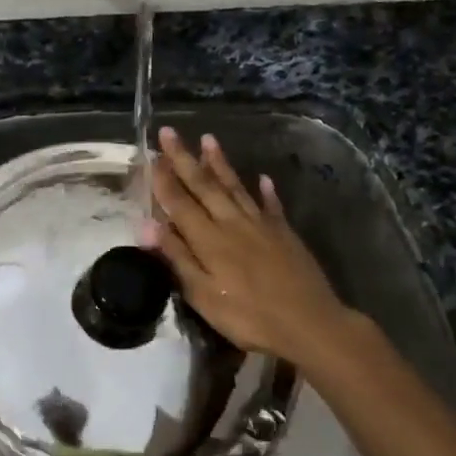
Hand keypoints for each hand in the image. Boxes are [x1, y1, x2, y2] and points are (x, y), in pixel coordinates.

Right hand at [140, 128, 356, 365]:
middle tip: (169, 132)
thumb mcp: (203, 295)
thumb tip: (146, 224)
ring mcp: (261, 225)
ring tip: (208, 139)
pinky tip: (263, 178)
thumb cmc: (249, 316)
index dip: (164, 178)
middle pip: (204, 185)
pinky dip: (265, 191)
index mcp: (208, 239)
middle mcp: (232, 223)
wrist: (309, 323)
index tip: (152, 153)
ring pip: (235, 187)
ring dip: (219, 163)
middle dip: (184, 158)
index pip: (179, 202)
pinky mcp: (284, 233)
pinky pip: (271, 205)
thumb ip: (177, 257)